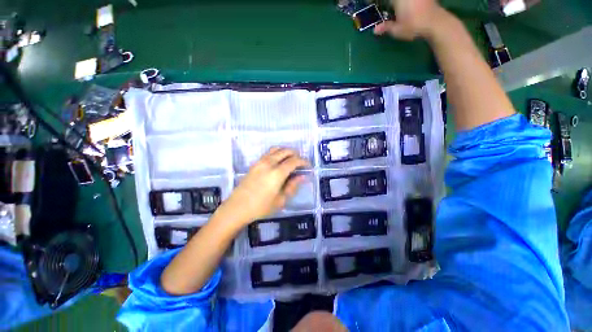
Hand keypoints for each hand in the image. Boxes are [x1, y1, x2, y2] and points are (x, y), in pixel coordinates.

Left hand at [219, 147, 309, 224]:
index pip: (294, 161)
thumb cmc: (261, 207)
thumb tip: (302, 176)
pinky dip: (277, 153)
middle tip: (300, 163)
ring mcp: (260, 161)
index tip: (308, 166)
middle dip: (296, 154)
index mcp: (277, 173)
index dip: (303, 161)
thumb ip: (293, 185)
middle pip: (286, 151)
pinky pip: (269, 153)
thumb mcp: (281, 200)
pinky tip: (279, 162)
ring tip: (291, 160)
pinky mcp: (255, 163)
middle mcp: (269, 163)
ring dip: (286, 152)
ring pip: (277, 149)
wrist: (237, 207)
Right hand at [373, 0, 444, 40]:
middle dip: (388, 3)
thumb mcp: (397, 30)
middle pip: (393, 0)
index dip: (374, 1)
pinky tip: (404, 7)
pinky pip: (410, 0)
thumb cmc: (414, 26)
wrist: (435, 22)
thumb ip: (386, 27)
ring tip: (393, 8)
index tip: (370, 3)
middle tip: (383, 5)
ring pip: (400, 0)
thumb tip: (375, 30)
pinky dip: (404, 3)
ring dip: (396, 4)